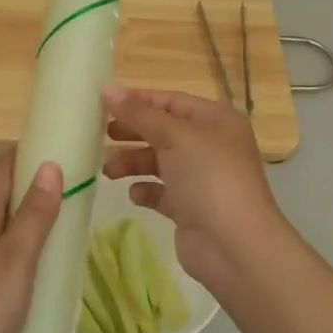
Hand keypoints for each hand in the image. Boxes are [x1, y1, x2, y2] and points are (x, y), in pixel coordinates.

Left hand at [0, 150, 62, 332]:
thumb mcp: (16, 262)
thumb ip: (33, 214)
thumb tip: (49, 165)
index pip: (2, 164)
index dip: (32, 154)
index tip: (70, 155)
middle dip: (27, 182)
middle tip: (67, 196)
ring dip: (18, 212)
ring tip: (53, 227)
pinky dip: (7, 238)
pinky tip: (26, 262)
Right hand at [99, 85, 292, 292]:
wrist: (233, 244)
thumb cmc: (208, 177)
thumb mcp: (174, 136)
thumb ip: (138, 113)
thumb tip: (106, 88)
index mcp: (215, 120)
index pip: (171, 101)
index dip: (138, 100)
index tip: (103, 104)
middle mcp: (210, 145)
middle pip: (163, 131)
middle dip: (132, 132)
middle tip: (99, 135)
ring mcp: (201, 178)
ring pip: (159, 162)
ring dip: (133, 163)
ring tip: (108, 171)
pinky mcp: (191, 208)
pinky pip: (162, 192)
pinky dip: (146, 190)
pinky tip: (134, 194)